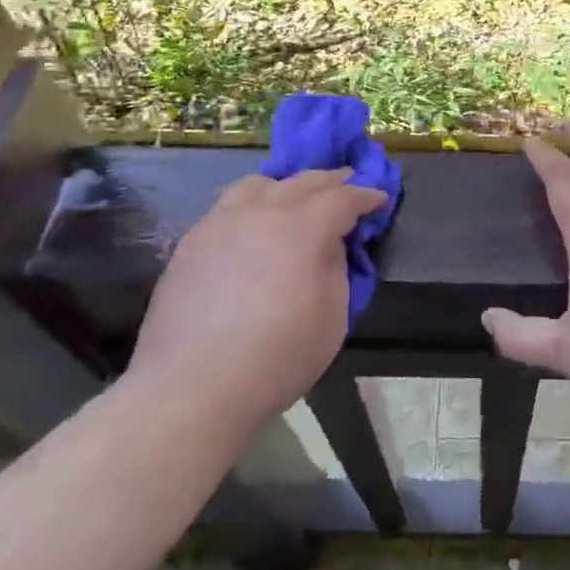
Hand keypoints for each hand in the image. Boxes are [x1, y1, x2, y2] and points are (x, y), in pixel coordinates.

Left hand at [127, 169, 386, 427]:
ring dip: (285, 186)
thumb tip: (327, 245)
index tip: (378, 199)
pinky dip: (251, 206)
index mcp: (303, 227)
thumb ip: (336, 267)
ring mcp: (220, 223)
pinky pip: (227, 208)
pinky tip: (253, 226)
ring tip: (294, 198)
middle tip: (347, 183)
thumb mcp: (333, 315)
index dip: (365, 196)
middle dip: (330, 181)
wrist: (194, 389)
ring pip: (258, 185)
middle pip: (302, 182)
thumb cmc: (278, 357)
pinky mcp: (191, 242)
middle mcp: (261, 211)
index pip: (342, 198)